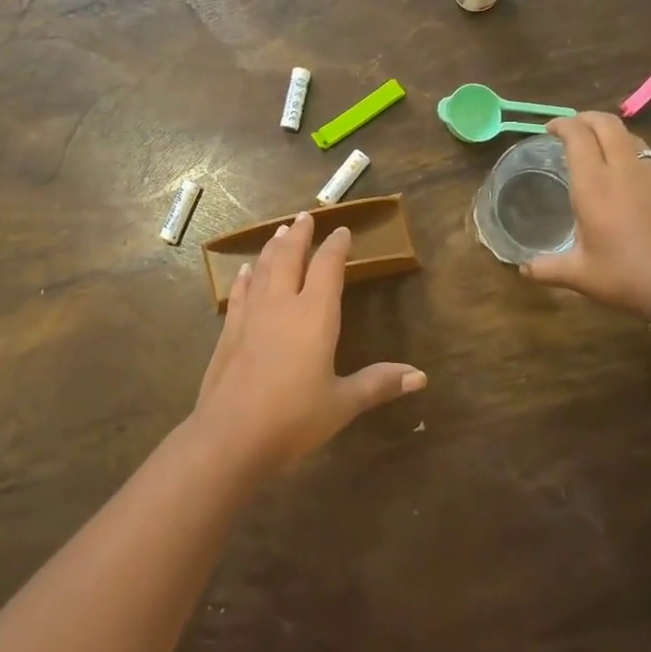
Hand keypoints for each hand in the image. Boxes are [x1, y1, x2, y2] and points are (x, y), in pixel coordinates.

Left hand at [191, 210, 425, 472]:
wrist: (232, 433)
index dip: (336, 246)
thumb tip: (420, 376)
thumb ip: (378, 384)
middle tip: (304, 217)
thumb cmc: (295, 418)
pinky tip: (245, 271)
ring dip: (272, 247)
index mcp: (314, 315)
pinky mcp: (229, 330)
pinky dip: (245, 277)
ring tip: (278, 232)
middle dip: (299, 235)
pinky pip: (240, 292)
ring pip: (263, 269)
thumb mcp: (342, 403)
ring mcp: (251, 314)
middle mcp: (282, 304)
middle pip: (290, 256)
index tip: (342, 230)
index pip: (328, 267)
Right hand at [520, 112, 650, 319]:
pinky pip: (649, 160)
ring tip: (598, 148)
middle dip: (586, 118)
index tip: (549, 129)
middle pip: (608, 124)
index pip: (578, 135)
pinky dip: (631, 156)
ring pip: (632, 138)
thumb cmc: (627, 277)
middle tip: (571, 128)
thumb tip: (523, 269)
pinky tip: (627, 180)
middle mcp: (624, 171)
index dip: (562, 124)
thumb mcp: (579, 275)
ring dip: (611, 134)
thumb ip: (546, 268)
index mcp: (594, 184)